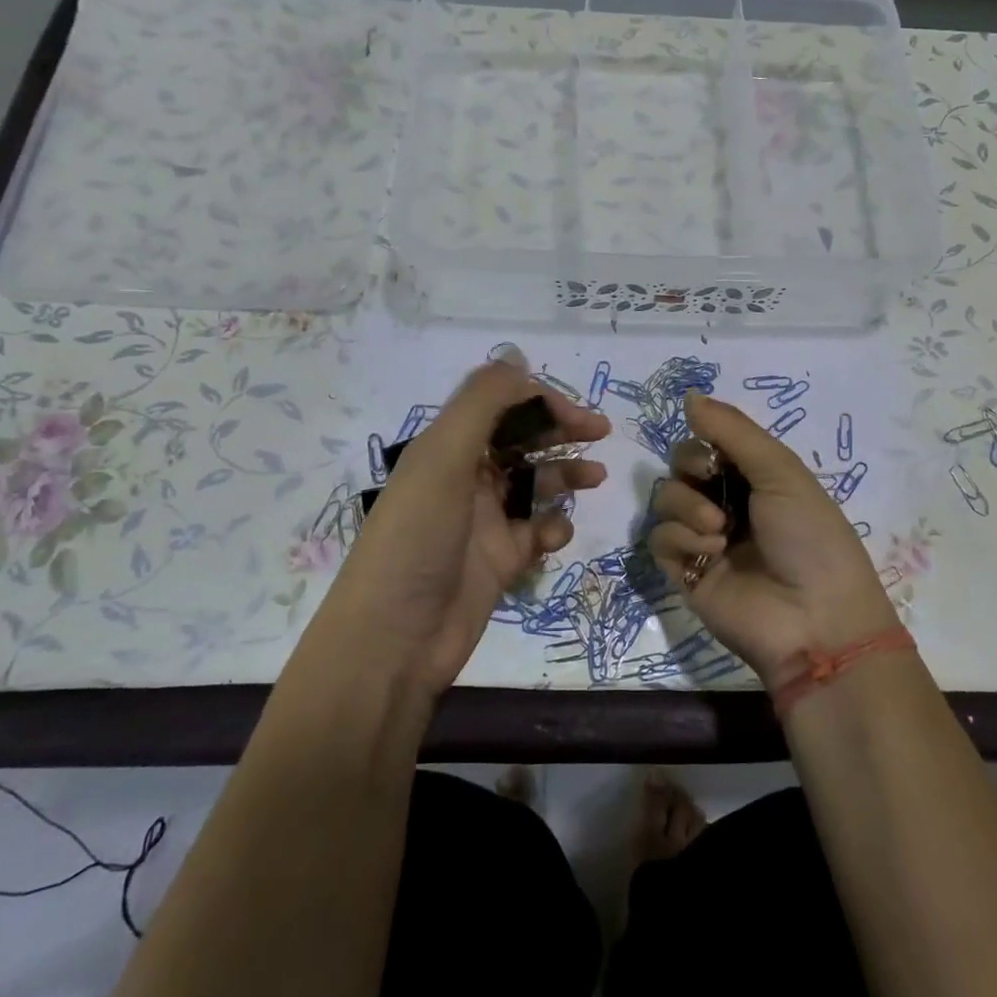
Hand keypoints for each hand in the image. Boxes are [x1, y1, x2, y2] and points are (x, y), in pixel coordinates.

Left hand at [303, 357, 609, 697]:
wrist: (394, 640)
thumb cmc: (417, 538)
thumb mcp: (442, 458)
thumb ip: (482, 403)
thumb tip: (516, 356)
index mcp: (446, 448)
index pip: (502, 406)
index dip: (542, 402)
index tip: (579, 416)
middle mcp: (465, 478)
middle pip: (522, 441)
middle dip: (560, 432)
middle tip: (601, 435)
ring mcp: (484, 521)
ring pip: (535, 484)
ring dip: (565, 477)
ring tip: (596, 480)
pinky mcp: (500, 560)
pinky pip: (536, 531)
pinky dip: (552, 528)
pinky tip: (553, 537)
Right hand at [648, 391, 897, 687]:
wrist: (814, 620)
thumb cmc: (809, 537)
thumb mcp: (781, 471)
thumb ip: (732, 430)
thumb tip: (688, 395)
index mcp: (756, 479)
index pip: (710, 443)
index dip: (705, 442)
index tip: (715, 453)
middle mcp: (728, 504)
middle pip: (681, 467)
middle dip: (692, 471)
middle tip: (714, 487)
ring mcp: (704, 539)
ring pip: (666, 499)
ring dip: (688, 508)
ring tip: (719, 532)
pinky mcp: (685, 573)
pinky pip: (659, 538)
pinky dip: (680, 540)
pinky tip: (709, 555)